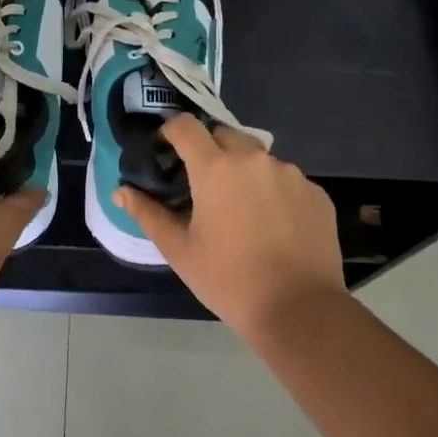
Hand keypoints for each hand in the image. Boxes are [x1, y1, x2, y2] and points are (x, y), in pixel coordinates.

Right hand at [116, 115, 347, 339]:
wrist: (300, 310)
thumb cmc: (228, 279)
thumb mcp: (178, 250)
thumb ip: (147, 213)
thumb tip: (121, 191)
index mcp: (215, 169)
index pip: (185, 126)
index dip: (170, 132)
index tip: (165, 151)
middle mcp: (254, 159)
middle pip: (223, 135)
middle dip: (208, 149)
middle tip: (200, 183)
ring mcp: (291, 174)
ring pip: (257, 157)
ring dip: (243, 171)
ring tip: (239, 208)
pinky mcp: (316, 193)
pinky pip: (285, 180)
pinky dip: (272, 191)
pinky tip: (270, 224)